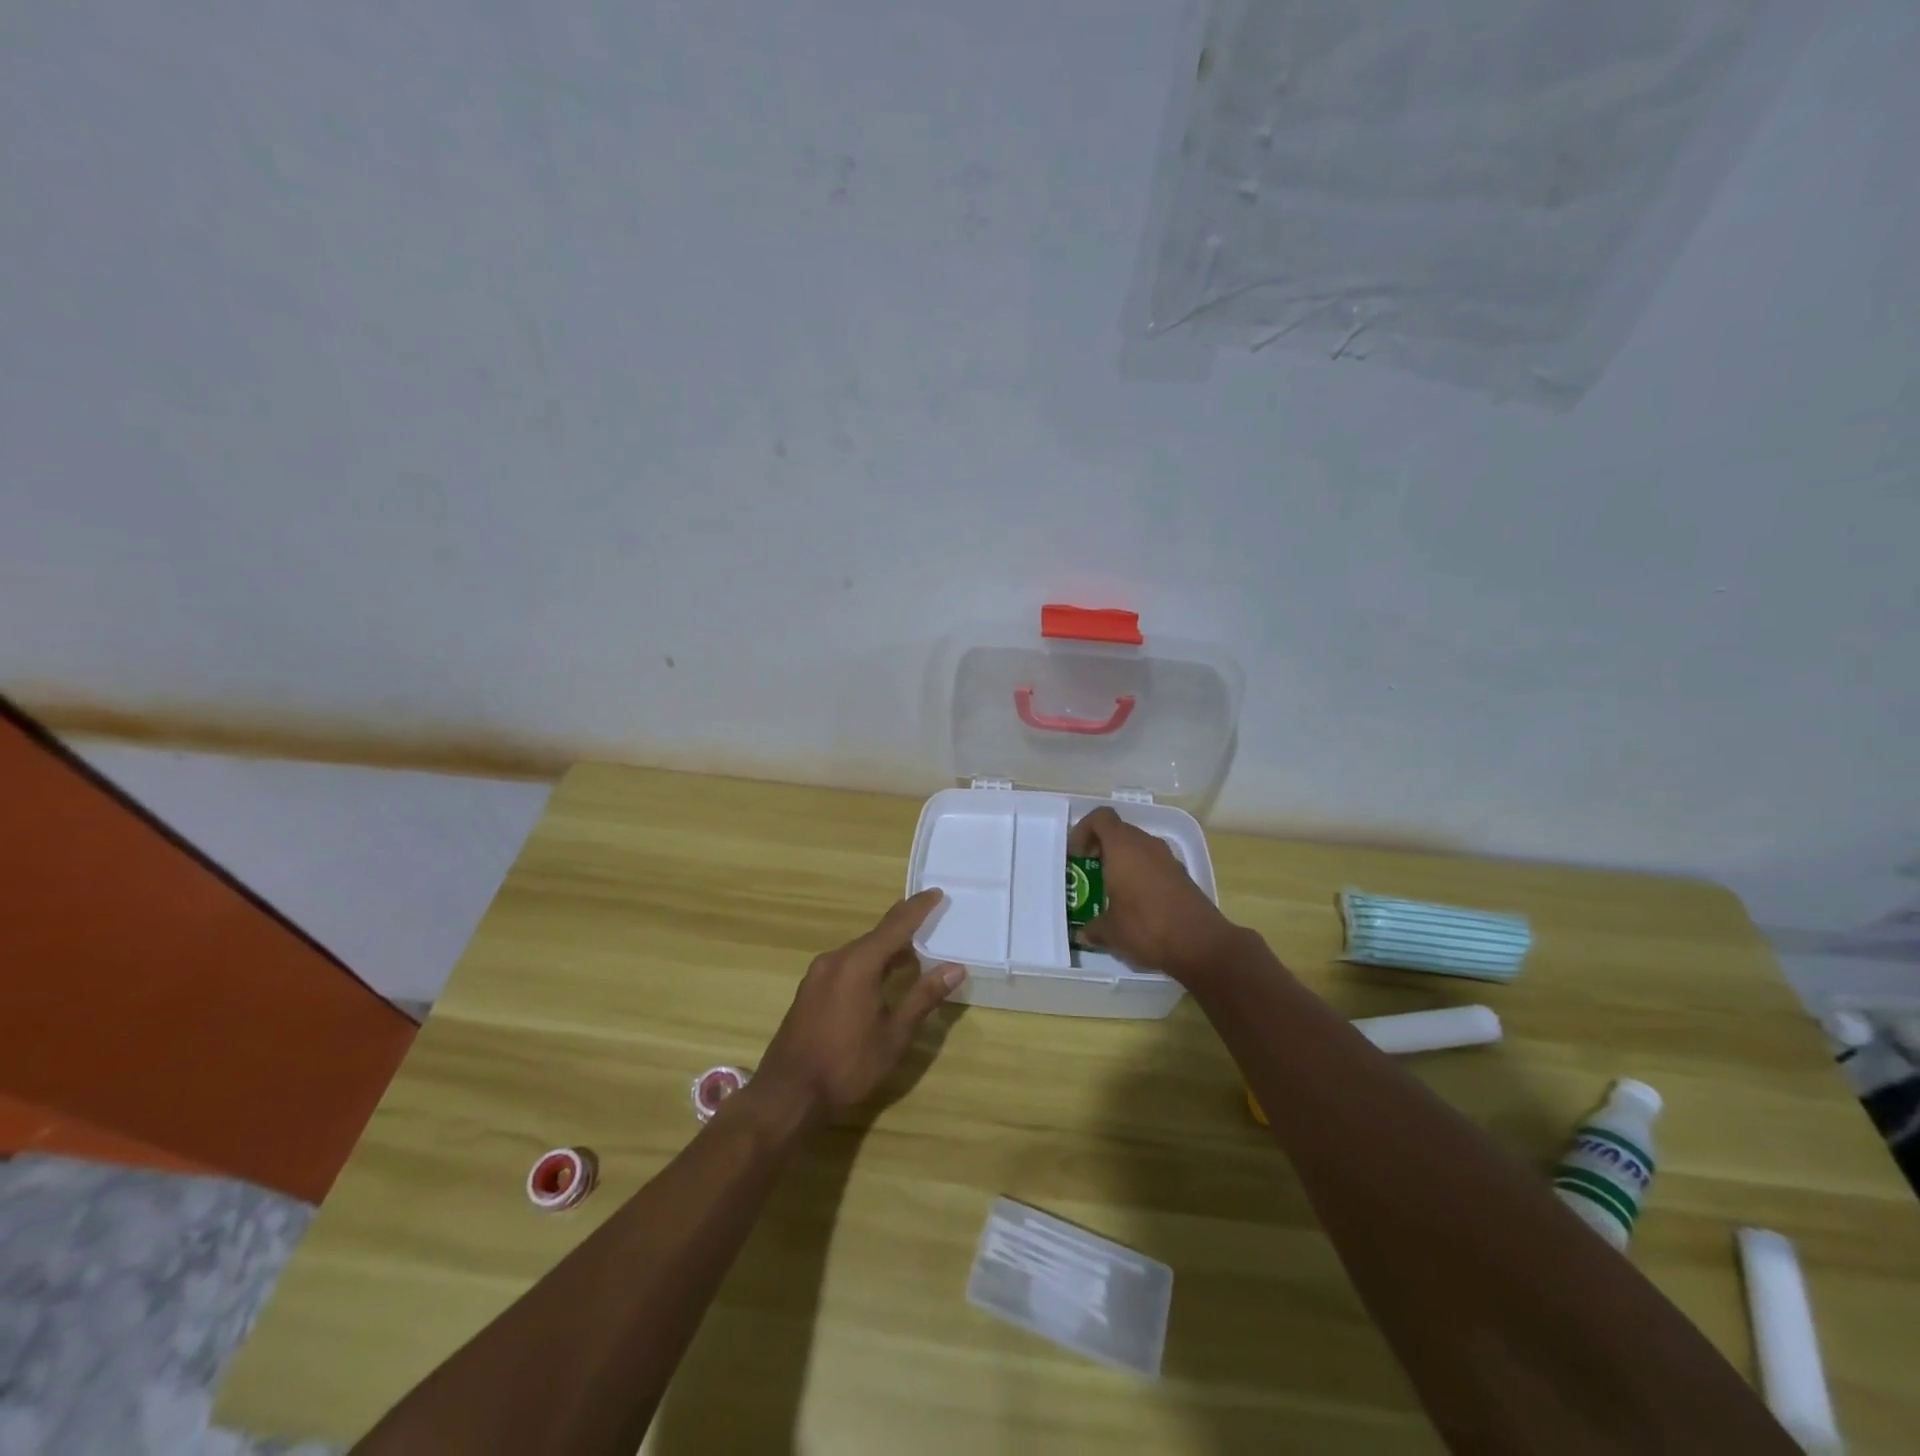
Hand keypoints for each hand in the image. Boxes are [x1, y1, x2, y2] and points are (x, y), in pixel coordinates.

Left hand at [751, 889, 965, 1123]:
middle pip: (877, 936)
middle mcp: (836, 959)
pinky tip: (880, 981)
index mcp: (859, 963)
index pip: (896, 925)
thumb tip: (955, 968)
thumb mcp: (894, 1035)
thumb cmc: (847, 1065)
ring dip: (886, 951)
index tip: (937, 893)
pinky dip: (868, 965)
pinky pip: (845, 965)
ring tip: (912, 956)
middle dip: (904, 931)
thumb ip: (923, 997)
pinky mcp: (810, 990)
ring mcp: (818, 974)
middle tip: (930, 926)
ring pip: (860, 952)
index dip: (918, 908)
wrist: (788, 1095)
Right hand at [1069, 807, 1239, 982]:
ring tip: (1111, 889)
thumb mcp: (1111, 932)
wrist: (1201, 945)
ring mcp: (1168, 859)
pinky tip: (1137, 903)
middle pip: (1120, 831)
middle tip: (1090, 871)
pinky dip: (1142, 874)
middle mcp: (1146, 845)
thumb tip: (1084, 932)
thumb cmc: (1146, 928)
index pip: (1101, 818)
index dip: (1084, 830)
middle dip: (1102, 847)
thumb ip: (1094, 927)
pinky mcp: (1183, 876)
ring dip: (1123, 861)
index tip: (1076, 855)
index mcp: (1123, 847)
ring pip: (1139, 848)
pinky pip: (1154, 864)